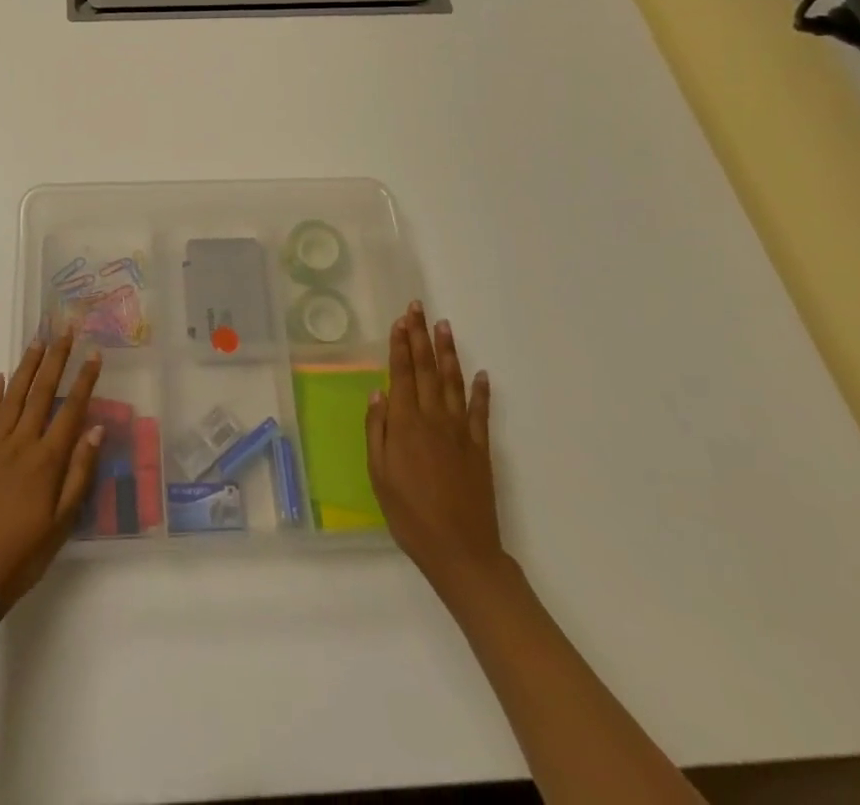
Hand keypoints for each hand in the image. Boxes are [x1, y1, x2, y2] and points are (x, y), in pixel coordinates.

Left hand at [0, 326, 103, 619]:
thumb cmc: (25, 553)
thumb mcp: (62, 522)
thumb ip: (80, 473)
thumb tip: (97, 428)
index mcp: (47, 460)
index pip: (71, 409)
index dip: (85, 380)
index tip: (94, 353)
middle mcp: (22, 443)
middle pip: (42, 391)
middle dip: (56, 358)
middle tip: (65, 330)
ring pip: (14, 395)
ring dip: (27, 366)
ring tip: (38, 340)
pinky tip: (0, 376)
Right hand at [366, 302, 507, 601]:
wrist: (461, 551)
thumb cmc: (410, 515)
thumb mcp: (379, 475)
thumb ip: (377, 431)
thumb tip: (377, 394)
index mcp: (406, 424)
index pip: (401, 374)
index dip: (400, 345)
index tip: (400, 320)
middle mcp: (434, 419)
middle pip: (426, 369)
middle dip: (420, 336)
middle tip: (419, 308)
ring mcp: (460, 432)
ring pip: (453, 382)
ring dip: (448, 353)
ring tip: (445, 327)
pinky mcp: (480, 449)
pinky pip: (481, 412)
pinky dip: (481, 391)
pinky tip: (482, 374)